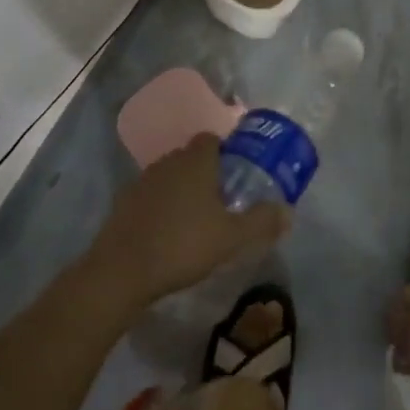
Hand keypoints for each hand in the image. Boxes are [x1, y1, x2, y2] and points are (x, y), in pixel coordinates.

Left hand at [87, 135, 289, 308]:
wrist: (121, 271)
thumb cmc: (183, 245)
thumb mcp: (231, 238)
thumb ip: (261, 222)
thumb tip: (289, 212)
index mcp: (196, 160)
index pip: (212, 139)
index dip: (225, 152)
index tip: (235, 176)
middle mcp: (169, 161)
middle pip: (190, 156)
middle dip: (205, 173)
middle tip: (220, 201)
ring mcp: (142, 181)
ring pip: (169, 176)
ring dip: (181, 191)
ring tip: (194, 220)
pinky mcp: (123, 203)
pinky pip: (150, 197)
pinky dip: (160, 208)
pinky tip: (167, 235)